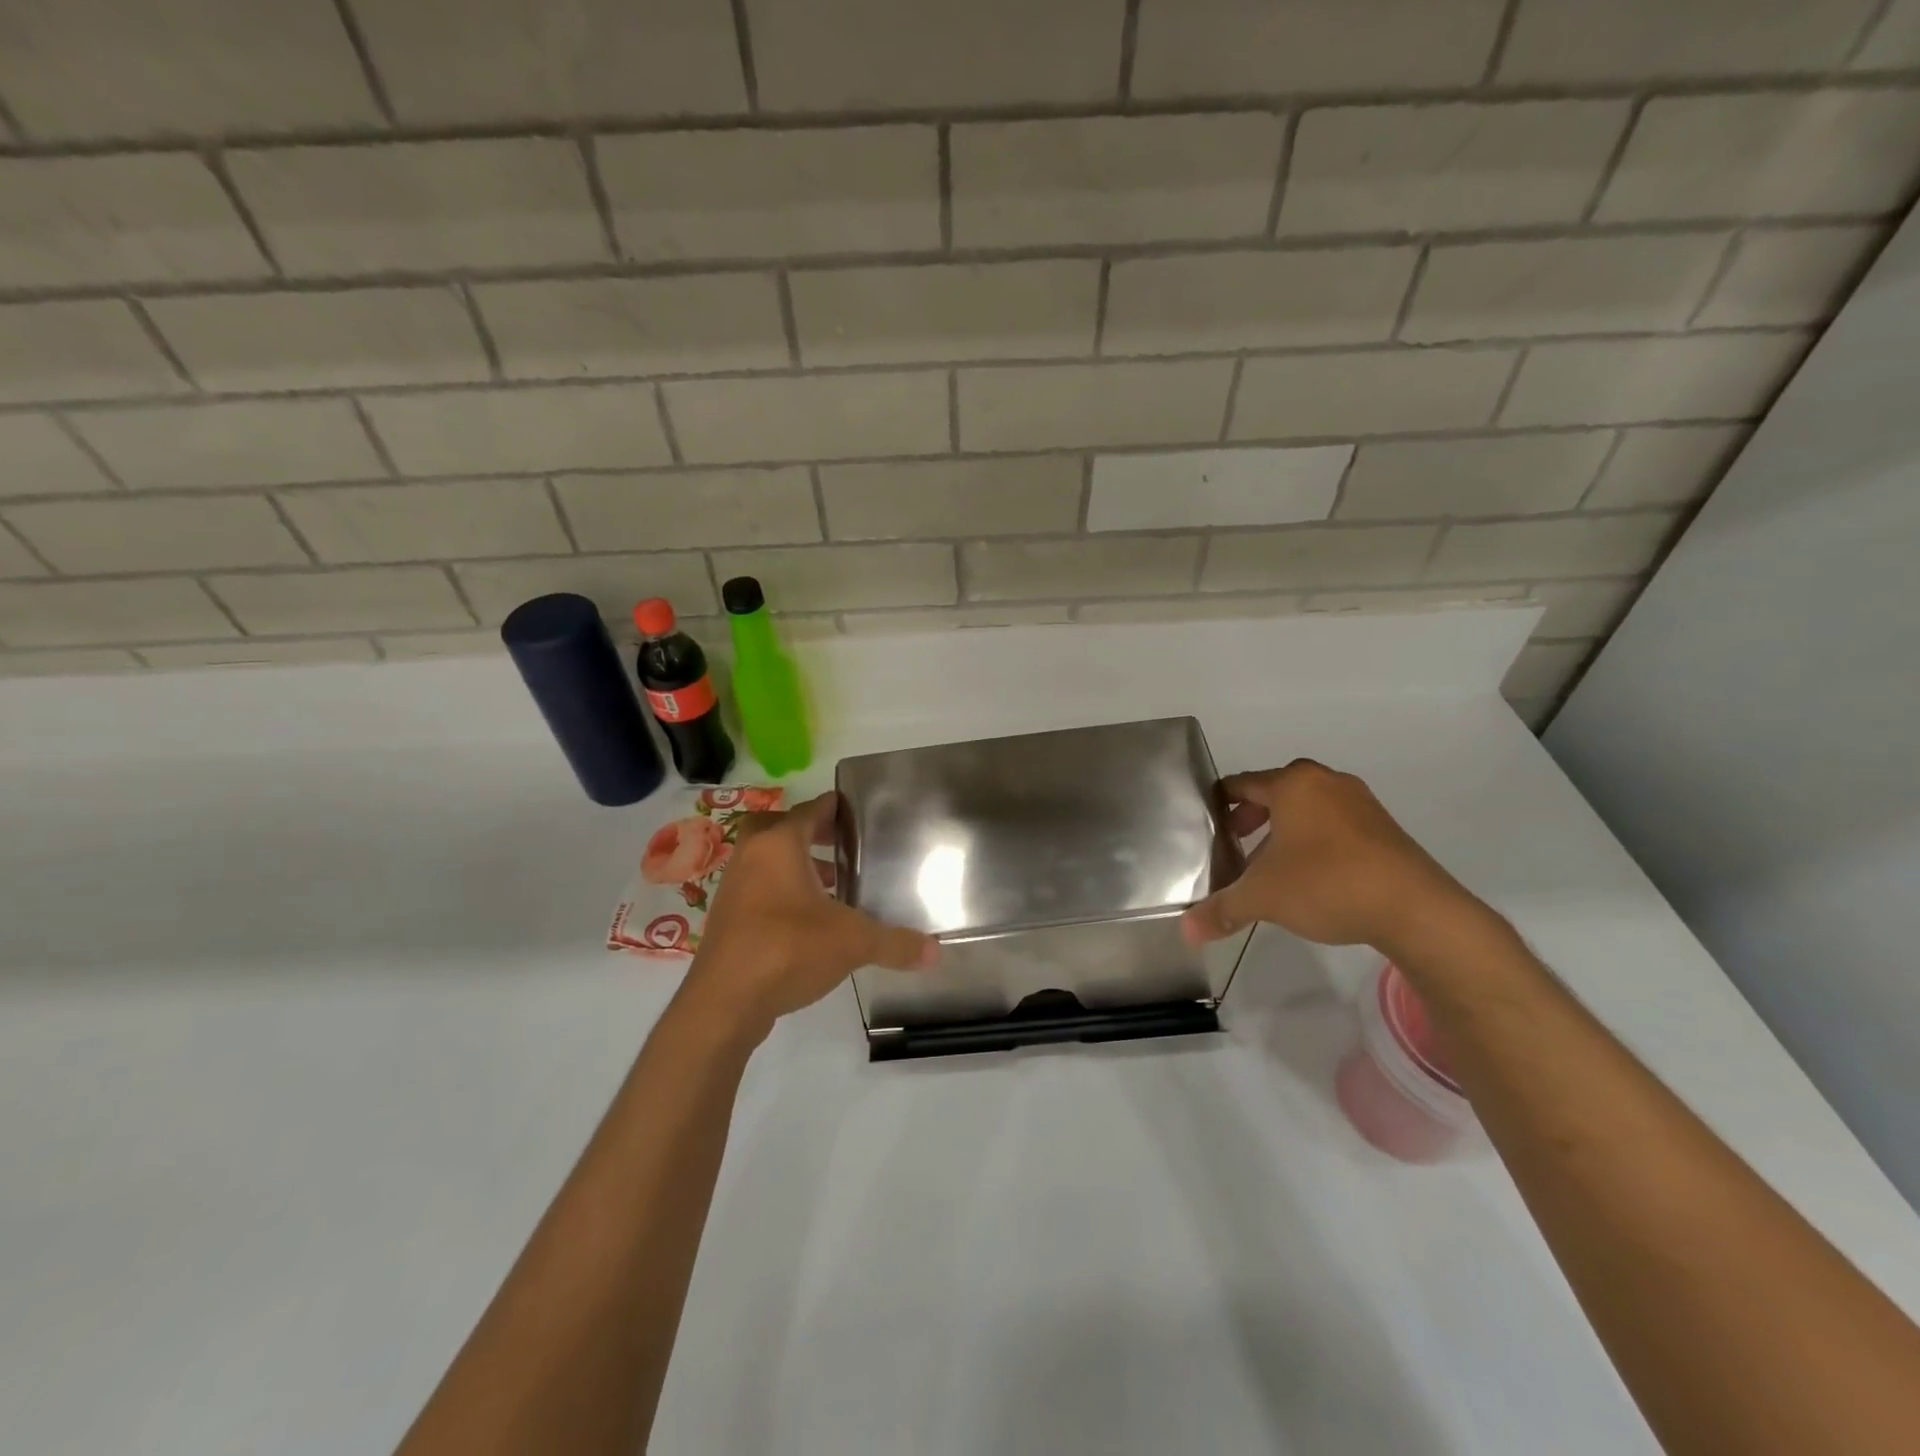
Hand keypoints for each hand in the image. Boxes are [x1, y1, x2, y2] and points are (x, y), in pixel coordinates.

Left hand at [681, 792, 936, 1039]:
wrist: (723, 1002)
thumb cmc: (788, 949)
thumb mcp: (852, 942)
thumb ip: (895, 943)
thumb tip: (936, 951)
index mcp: (779, 845)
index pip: (810, 810)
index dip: (833, 807)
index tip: (854, 810)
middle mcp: (751, 856)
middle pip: (779, 828)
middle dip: (810, 832)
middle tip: (842, 843)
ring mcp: (734, 888)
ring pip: (766, 860)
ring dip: (796, 864)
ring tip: (833, 883)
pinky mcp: (726, 919)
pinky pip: (758, 889)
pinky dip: (782, 891)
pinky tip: (809, 919)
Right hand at [1181, 759, 1481, 953]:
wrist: (1415, 910)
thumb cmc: (1326, 884)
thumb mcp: (1263, 898)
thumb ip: (1221, 910)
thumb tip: (1186, 932)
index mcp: (1292, 785)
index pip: (1241, 783)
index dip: (1218, 804)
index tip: (1205, 825)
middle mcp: (1326, 783)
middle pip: (1275, 792)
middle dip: (1251, 817)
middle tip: (1233, 845)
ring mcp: (1360, 803)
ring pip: (1307, 808)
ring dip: (1284, 830)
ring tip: (1269, 865)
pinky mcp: (1384, 828)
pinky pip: (1335, 824)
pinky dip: (1314, 840)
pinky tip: (1310, 875)